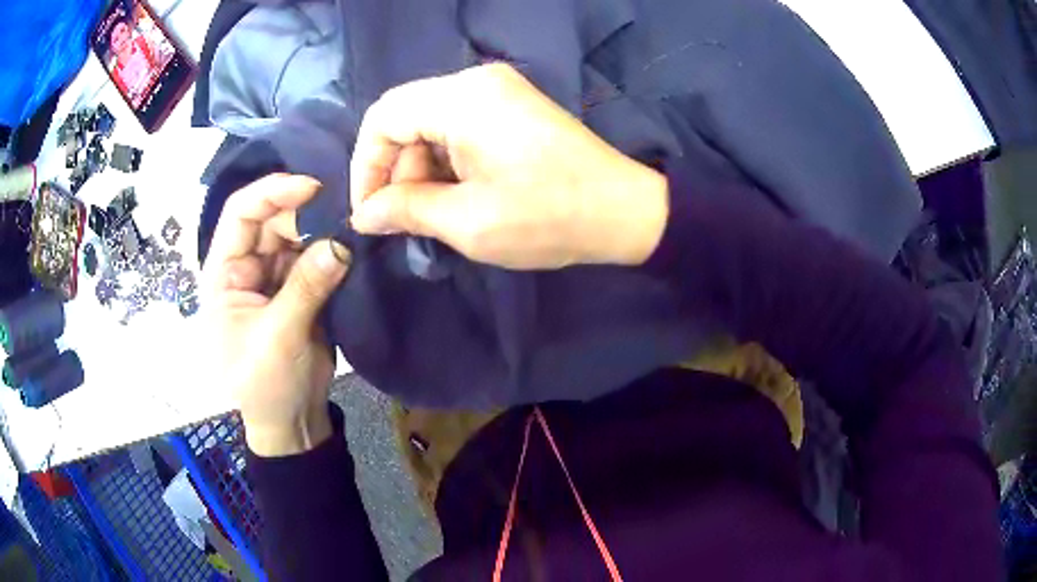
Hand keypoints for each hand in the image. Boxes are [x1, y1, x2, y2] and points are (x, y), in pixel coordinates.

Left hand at [202, 174, 350, 456]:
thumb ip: (306, 287)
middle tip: (343, 215)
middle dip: (304, 213)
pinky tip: (353, 243)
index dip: (271, 193)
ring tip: (353, 226)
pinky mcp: (298, 289)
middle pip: (272, 220)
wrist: (290, 421)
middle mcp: (245, 266)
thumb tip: (342, 242)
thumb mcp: (279, 336)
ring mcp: (273, 277)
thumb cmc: (266, 384)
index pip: (240, 215)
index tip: (311, 187)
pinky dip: (332, 250)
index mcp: (223, 273)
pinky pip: (314, 257)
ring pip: (297, 236)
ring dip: (322, 230)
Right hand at [349, 63, 668, 269]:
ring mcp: (498, 90)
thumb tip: (364, 215)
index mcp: (463, 98)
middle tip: (407, 220)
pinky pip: (458, 126)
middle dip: (397, 171)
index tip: (370, 211)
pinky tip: (459, 194)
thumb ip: (407, 211)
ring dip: (422, 169)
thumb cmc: (548, 217)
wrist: (624, 210)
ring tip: (437, 213)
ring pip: (430, 123)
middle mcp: (477, 81)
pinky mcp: (512, 106)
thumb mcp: (468, 222)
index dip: (367, 165)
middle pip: (406, 117)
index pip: (383, 117)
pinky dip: (447, 161)